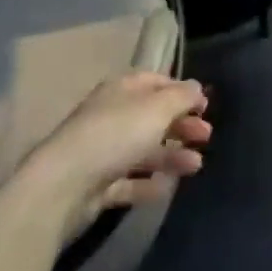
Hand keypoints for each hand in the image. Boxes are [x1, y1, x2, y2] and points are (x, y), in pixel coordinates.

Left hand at [25, 73, 211, 235]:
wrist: (65, 185)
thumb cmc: (116, 135)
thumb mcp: (156, 108)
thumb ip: (180, 97)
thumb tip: (196, 87)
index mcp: (121, 90)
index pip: (155, 82)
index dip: (181, 91)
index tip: (204, 106)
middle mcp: (111, 115)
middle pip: (151, 116)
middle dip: (180, 124)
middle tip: (206, 136)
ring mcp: (102, 151)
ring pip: (143, 149)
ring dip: (171, 155)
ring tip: (196, 166)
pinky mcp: (97, 185)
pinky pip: (128, 182)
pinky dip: (148, 184)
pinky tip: (167, 189)